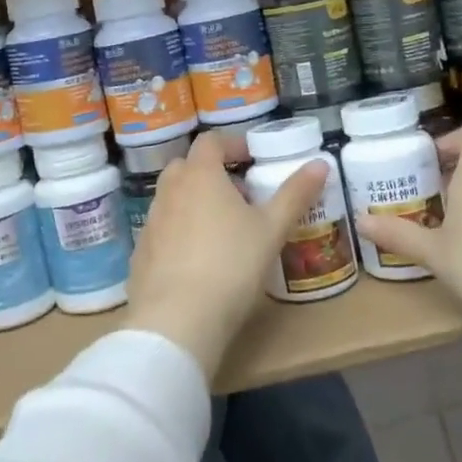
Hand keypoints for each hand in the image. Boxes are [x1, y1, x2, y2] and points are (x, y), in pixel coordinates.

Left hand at [126, 131, 326, 377]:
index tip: (252, 158)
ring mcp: (151, 222)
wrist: (177, 320)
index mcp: (200, 175)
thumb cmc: (231, 265)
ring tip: (224, 231)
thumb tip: (320, 163)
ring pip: (174, 198)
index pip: (211, 141)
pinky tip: (199, 261)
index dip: (233, 144)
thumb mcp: (272, 229)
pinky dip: (180, 232)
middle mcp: (169, 190)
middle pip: (188, 167)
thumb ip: (295, 194)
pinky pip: (163, 230)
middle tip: (241, 197)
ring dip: (196, 203)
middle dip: (214, 174)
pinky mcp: (141, 253)